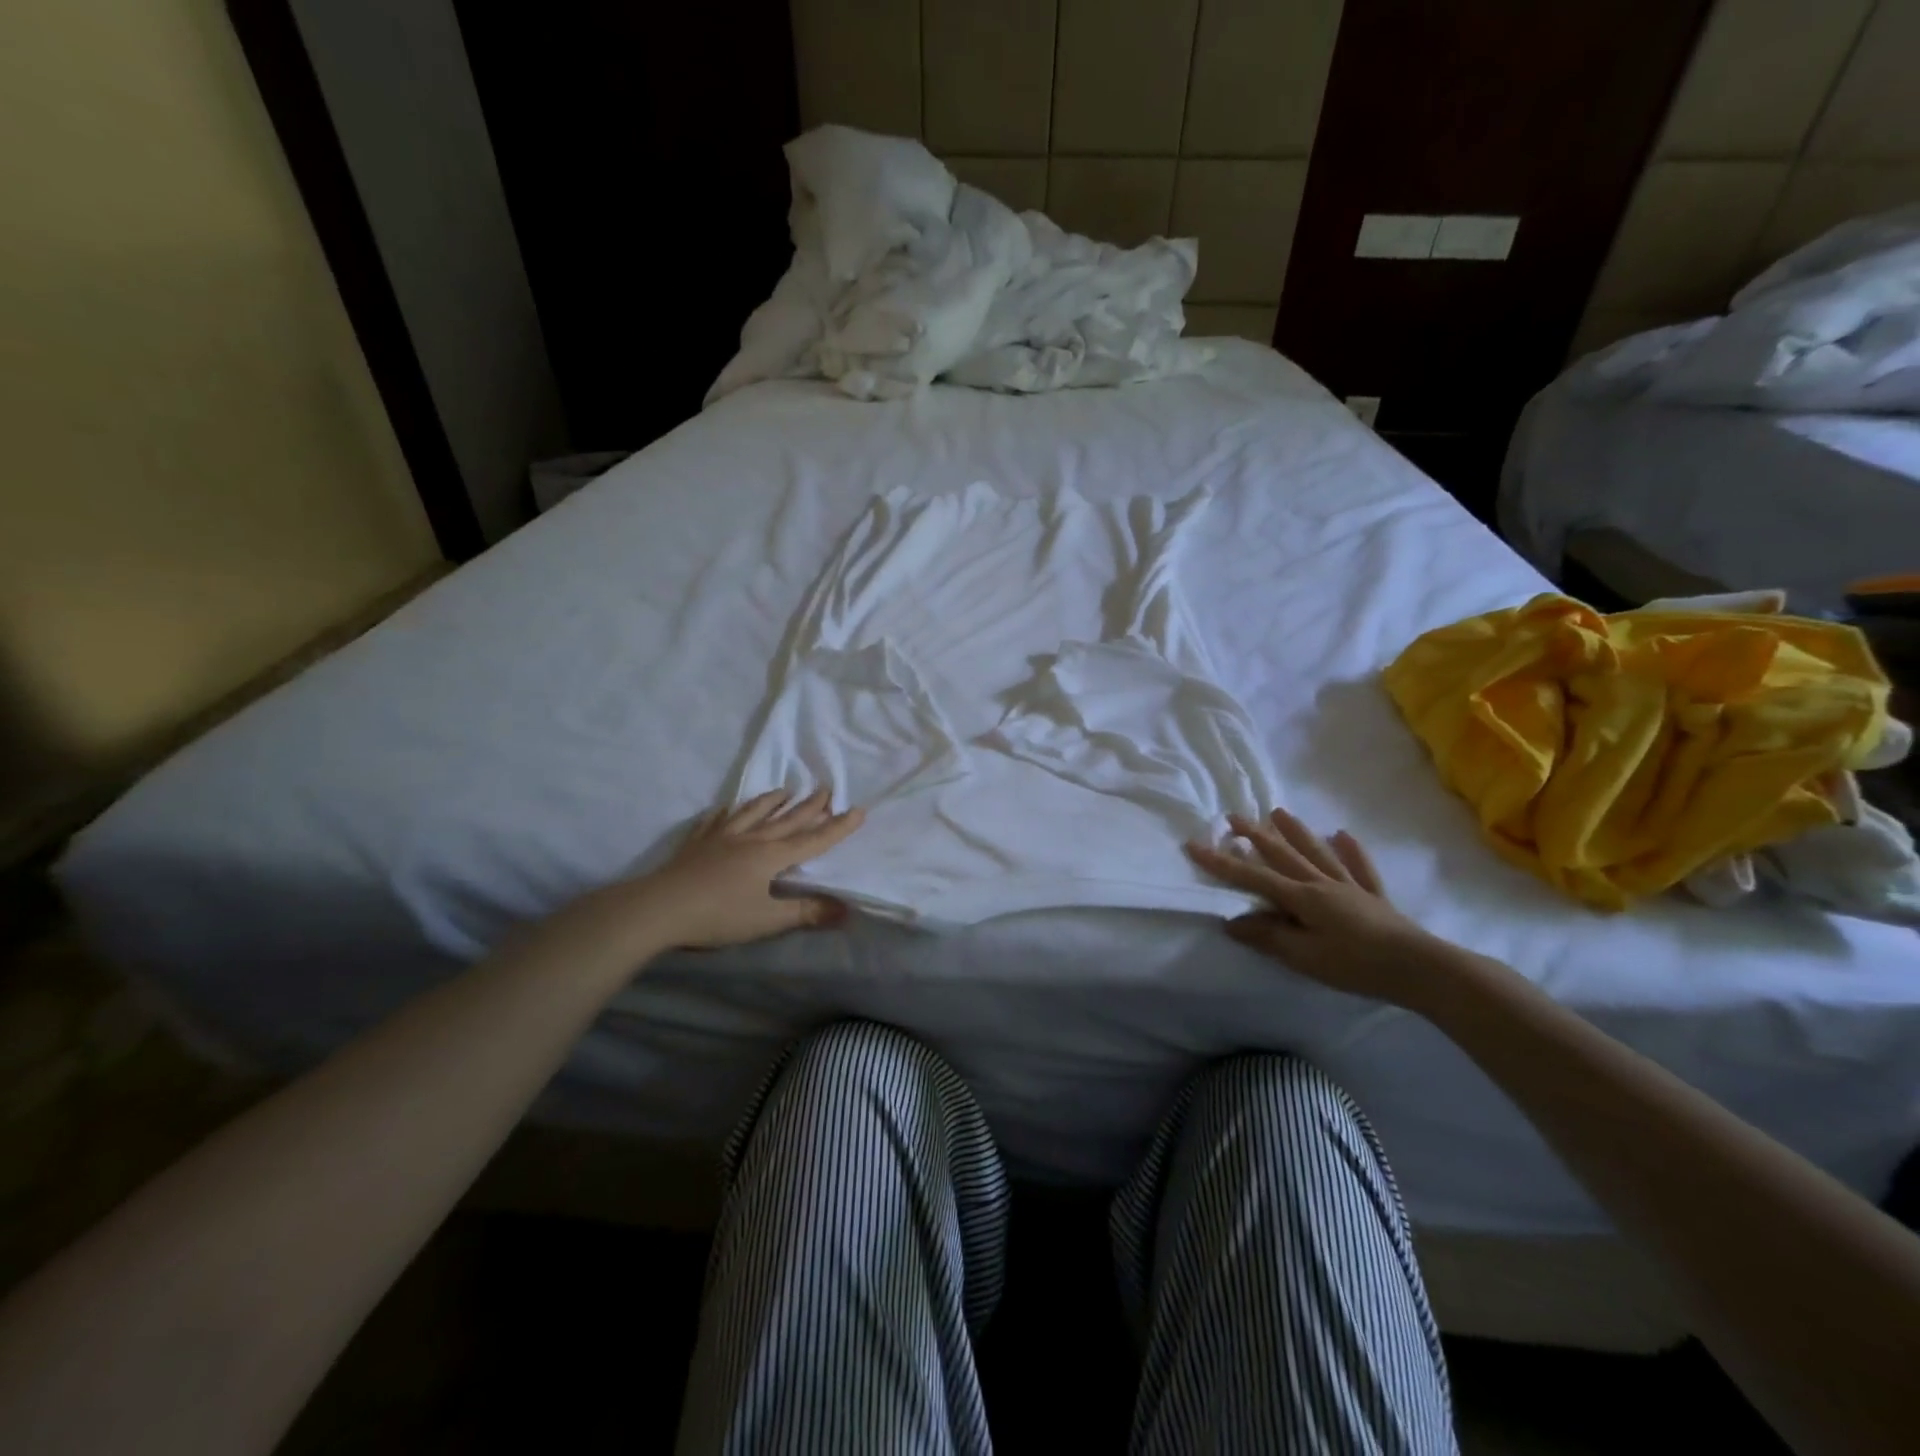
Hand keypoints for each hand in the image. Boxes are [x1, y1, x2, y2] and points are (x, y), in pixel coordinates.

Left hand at [624, 789, 864, 948]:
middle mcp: (750, 839)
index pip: (812, 840)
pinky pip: (715, 820)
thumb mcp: (766, 920)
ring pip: (752, 813)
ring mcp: (721, 837)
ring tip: (784, 789)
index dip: (837, 827)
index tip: (858, 809)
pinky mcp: (697, 842)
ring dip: (771, 801)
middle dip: (809, 805)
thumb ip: (805, 913)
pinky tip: (726, 807)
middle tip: (826, 788)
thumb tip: (847, 910)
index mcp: (770, 856)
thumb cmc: (717, 916)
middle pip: (785, 819)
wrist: (659, 908)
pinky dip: (726, 811)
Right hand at [1185, 808, 1452, 1006]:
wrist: (1420, 968)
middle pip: (1283, 855)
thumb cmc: (1356, 964)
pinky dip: (1350, 851)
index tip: (1193, 845)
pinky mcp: (1374, 897)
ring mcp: (1350, 886)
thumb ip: (1268, 936)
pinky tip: (1343, 835)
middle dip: (1255, 836)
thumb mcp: (1305, 957)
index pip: (1252, 876)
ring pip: (1317, 853)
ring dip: (1296, 832)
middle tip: (1233, 817)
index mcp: (1302, 897)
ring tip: (1278, 812)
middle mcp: (1322, 883)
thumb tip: (1231, 921)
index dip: (1221, 862)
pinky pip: (1359, 867)